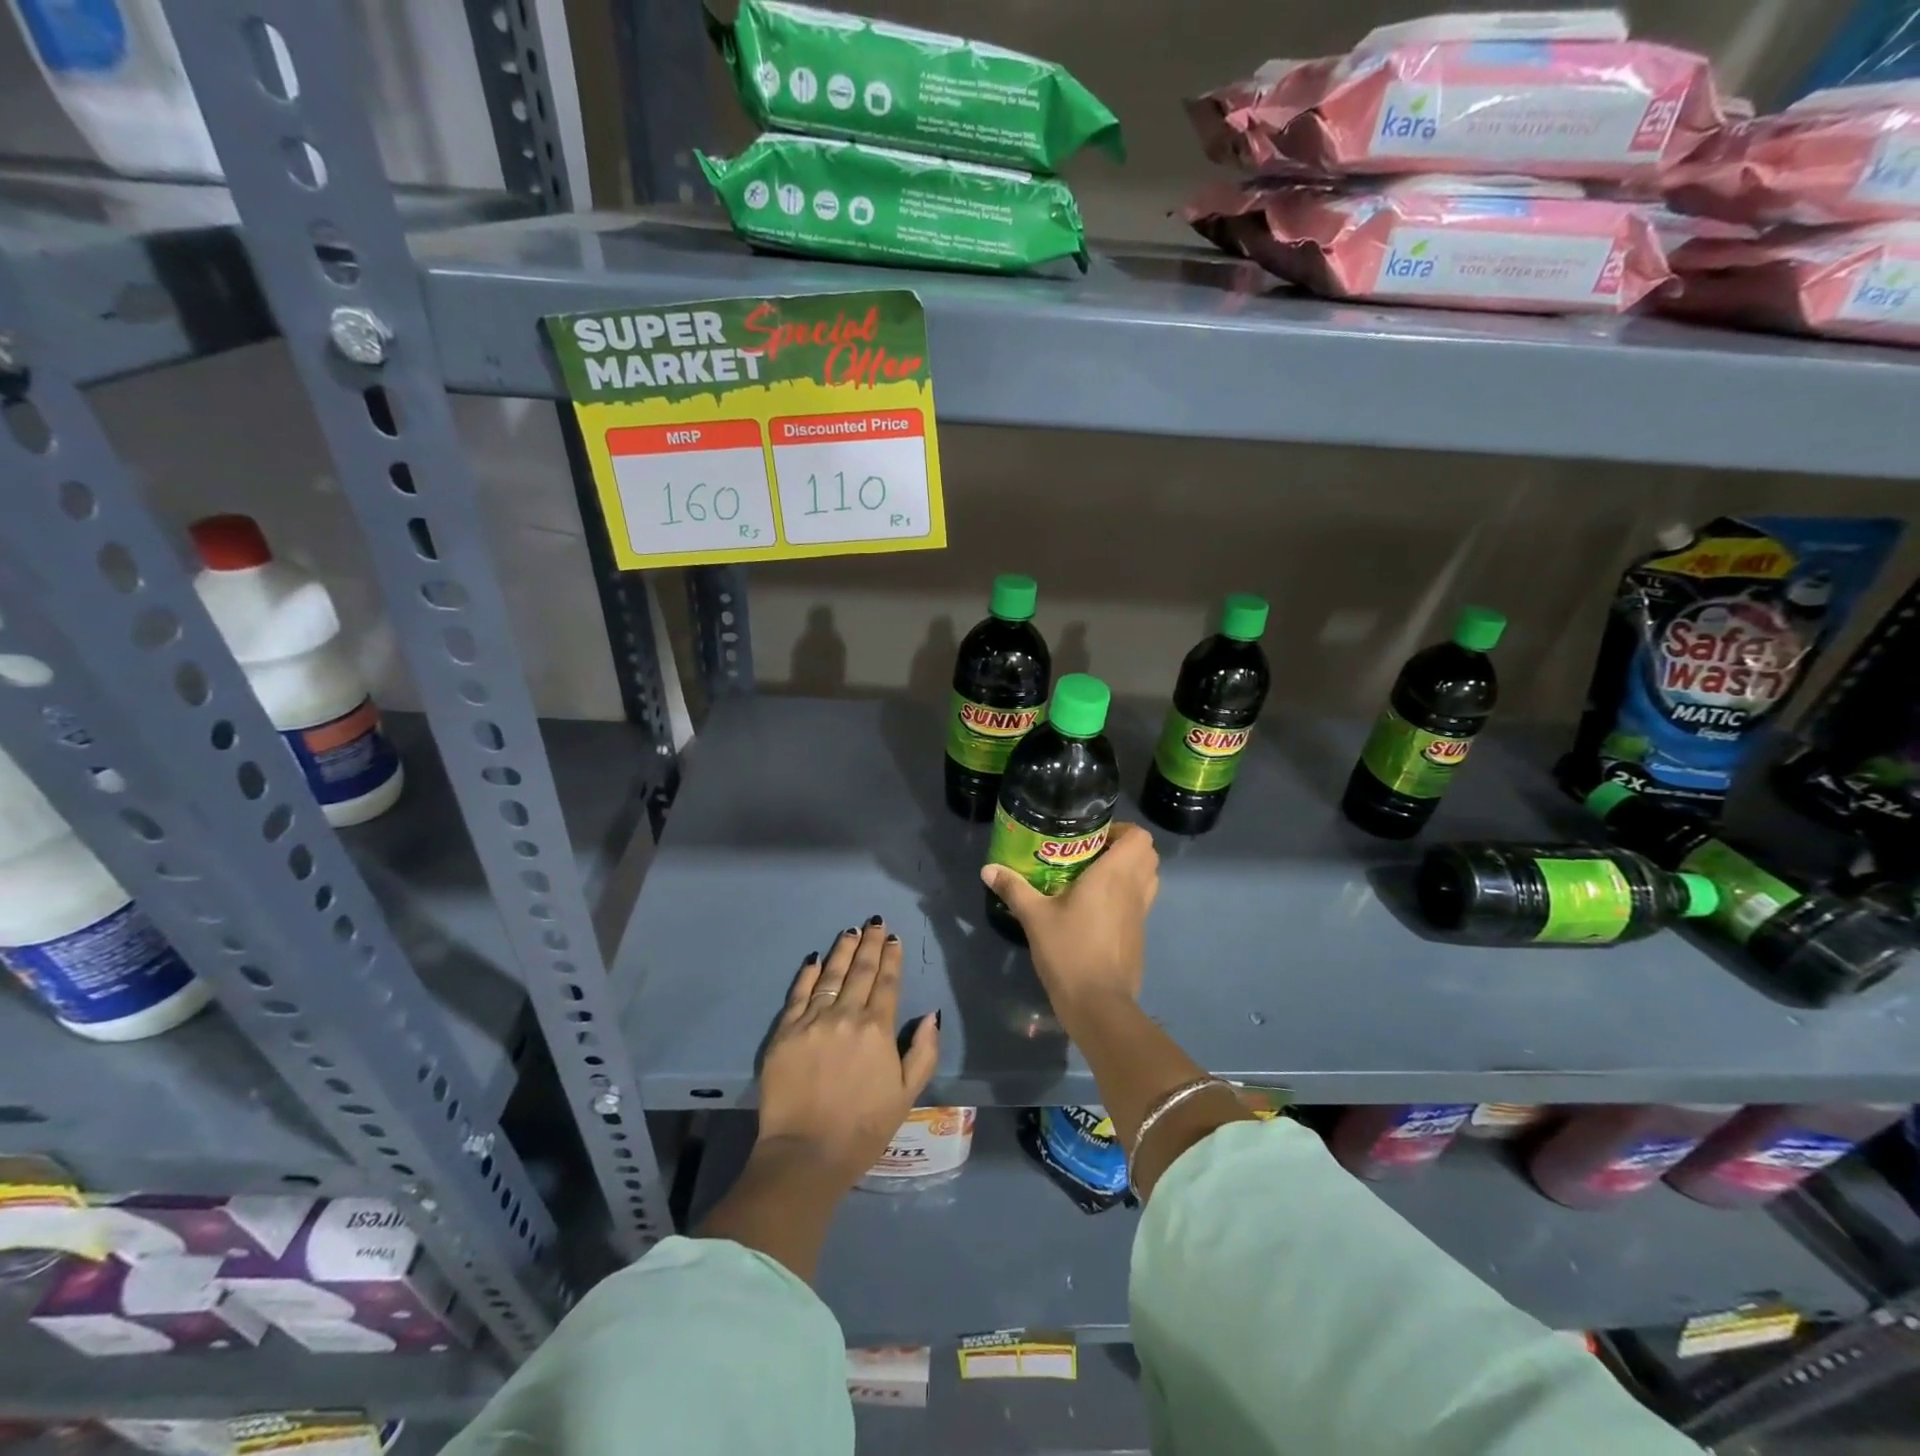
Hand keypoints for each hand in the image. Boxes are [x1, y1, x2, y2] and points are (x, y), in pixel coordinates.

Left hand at [757, 917, 940, 1187]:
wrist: (806, 1154)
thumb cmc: (863, 1128)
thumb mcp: (907, 1094)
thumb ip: (923, 1052)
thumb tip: (931, 1014)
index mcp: (877, 1029)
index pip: (887, 983)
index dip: (892, 958)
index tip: (894, 938)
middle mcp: (846, 1015)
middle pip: (860, 970)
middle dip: (870, 944)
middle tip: (875, 922)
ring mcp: (812, 1021)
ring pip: (830, 975)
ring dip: (842, 950)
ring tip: (850, 931)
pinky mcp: (785, 1032)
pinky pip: (798, 994)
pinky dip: (808, 974)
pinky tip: (815, 958)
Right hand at [980, 821, 1159, 1023]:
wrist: (1098, 1004)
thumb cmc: (1068, 951)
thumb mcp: (1035, 917)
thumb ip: (1013, 888)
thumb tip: (988, 869)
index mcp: (1114, 875)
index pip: (1140, 837)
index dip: (1122, 830)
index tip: (1094, 837)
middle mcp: (1134, 889)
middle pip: (1148, 855)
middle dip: (1126, 848)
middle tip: (1092, 853)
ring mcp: (1141, 914)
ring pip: (1148, 879)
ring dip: (1130, 871)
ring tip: (1095, 877)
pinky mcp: (1139, 935)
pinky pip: (1141, 902)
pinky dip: (1127, 895)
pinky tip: (1096, 908)